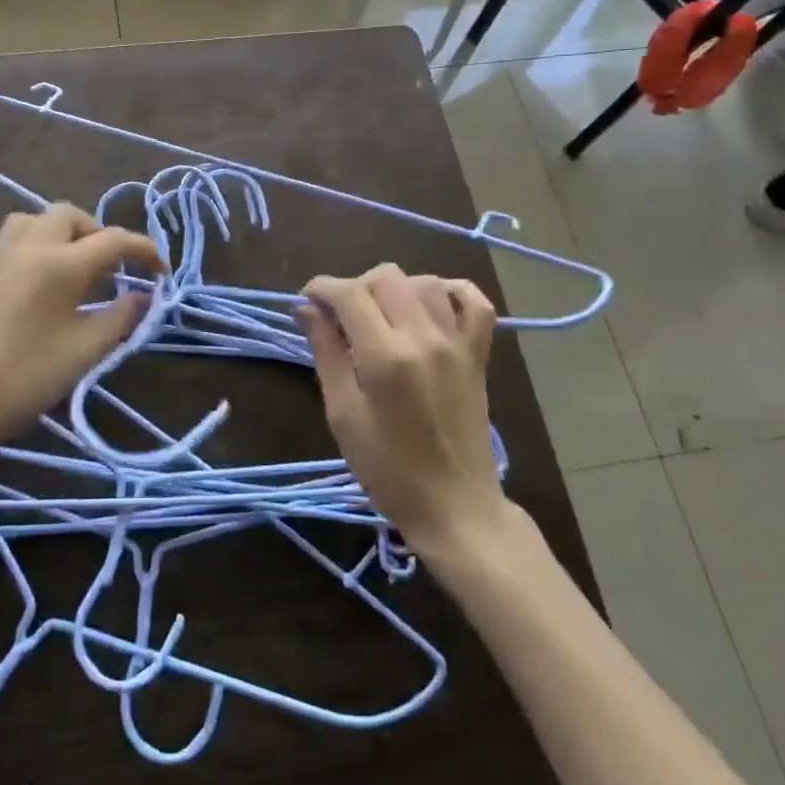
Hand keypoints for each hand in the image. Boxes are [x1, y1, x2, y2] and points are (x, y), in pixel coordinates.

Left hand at [0, 204, 162, 453]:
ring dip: (64, 231)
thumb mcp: (86, 350)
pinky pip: (14, 238)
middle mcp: (30, 245)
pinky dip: (37, 244)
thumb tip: (144, 296)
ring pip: (37, 219)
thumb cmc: (27, 375)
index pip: (113, 240)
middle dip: (99, 233)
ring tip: (77, 264)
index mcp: (61, 262)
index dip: (143, 250)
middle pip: (71, 216)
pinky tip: (41, 276)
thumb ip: (121, 317)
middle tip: (114, 267)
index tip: (161, 270)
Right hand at [299, 265, 505, 561]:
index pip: (348, 293)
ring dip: (394, 288)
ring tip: (379, 316)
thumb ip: (326, 352)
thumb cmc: (387, 469)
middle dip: (355, 286)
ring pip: (424, 281)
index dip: (321, 288)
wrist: (455, 507)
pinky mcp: (478, 354)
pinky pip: (474, 302)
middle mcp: (424, 337)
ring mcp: (457, 343)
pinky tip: (430, 304)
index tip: (307, 301)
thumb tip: (306, 308)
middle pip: (386, 277)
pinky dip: (451, 291)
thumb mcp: (342, 413)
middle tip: (340, 316)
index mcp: (385, 356)